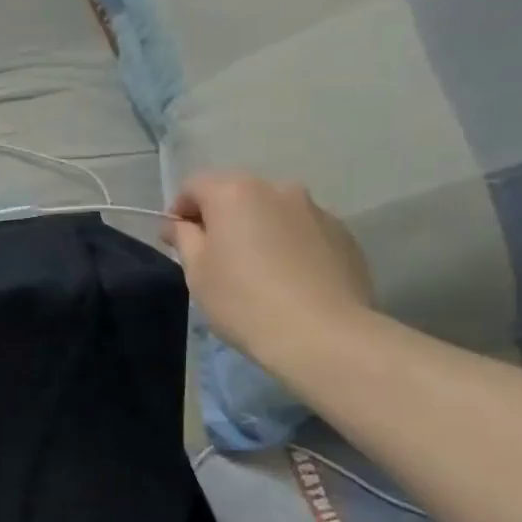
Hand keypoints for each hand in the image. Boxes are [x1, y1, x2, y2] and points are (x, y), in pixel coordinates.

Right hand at [164, 172, 373, 361]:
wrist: (322, 335)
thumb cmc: (243, 300)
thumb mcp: (196, 272)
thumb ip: (184, 238)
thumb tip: (179, 224)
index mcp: (235, 192)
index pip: (194, 186)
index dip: (179, 211)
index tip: (177, 242)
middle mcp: (278, 189)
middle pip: (236, 194)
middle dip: (220, 218)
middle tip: (214, 257)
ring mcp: (316, 210)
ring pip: (273, 212)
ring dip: (257, 230)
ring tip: (255, 270)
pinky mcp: (344, 235)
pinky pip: (302, 231)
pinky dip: (288, 245)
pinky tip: (287, 280)